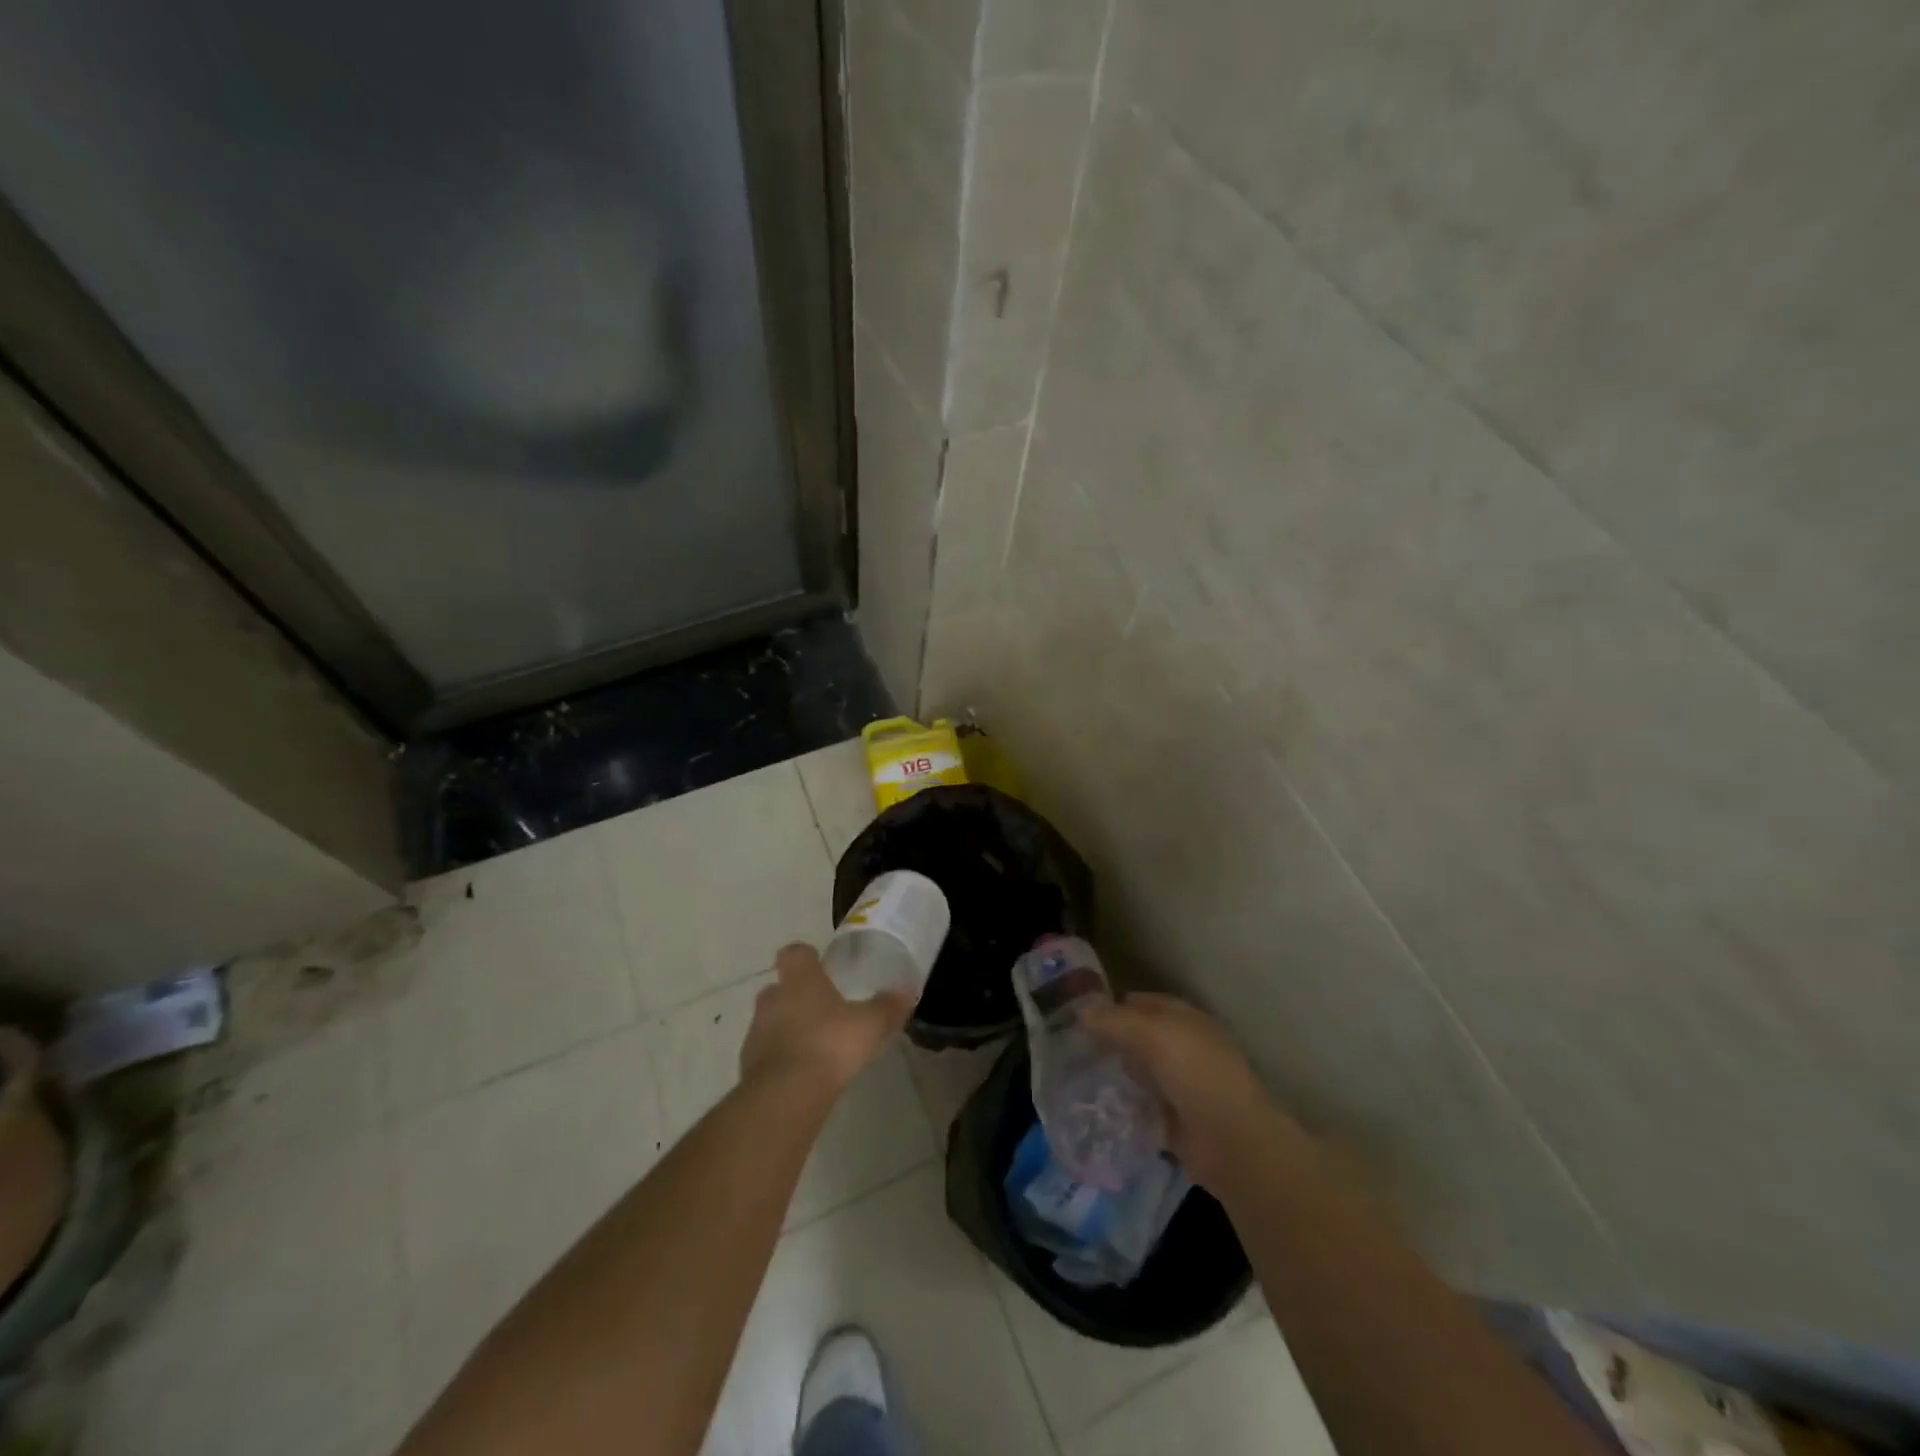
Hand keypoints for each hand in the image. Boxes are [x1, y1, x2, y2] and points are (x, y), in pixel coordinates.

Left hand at [740, 943, 912, 1095]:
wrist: (785, 1096)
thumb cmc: (830, 1045)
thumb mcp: (871, 1025)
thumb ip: (888, 1006)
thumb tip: (906, 989)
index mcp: (800, 980)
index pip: (794, 953)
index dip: (806, 957)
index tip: (818, 964)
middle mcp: (772, 999)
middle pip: (780, 988)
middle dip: (796, 996)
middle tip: (822, 1009)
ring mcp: (756, 1032)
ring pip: (771, 1021)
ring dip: (787, 1028)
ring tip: (815, 1046)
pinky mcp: (748, 1066)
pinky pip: (767, 1054)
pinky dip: (781, 1058)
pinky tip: (803, 1074)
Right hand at [1081, 992, 1304, 1192]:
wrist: (1232, 1142)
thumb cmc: (1196, 1073)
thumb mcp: (1153, 1034)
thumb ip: (1115, 1020)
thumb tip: (1081, 1011)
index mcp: (1183, 1019)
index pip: (1139, 1002)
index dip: (1110, 1005)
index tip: (1076, 1016)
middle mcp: (1182, 1047)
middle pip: (1137, 1038)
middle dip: (1108, 1041)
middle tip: (1069, 1048)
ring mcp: (1179, 1085)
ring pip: (1137, 1072)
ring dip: (1113, 1074)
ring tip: (1073, 1077)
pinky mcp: (1173, 1120)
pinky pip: (1140, 1106)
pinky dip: (1122, 1106)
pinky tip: (1094, 1106)